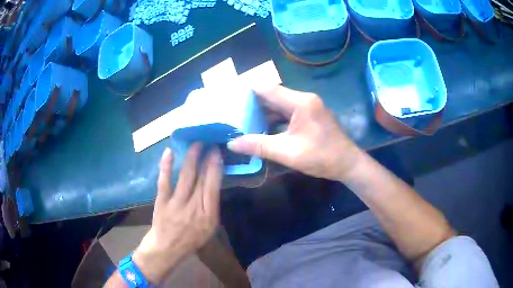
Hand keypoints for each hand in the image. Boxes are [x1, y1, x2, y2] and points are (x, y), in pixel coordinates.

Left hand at [132, 144, 222, 283]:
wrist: (167, 249)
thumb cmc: (190, 239)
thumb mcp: (209, 228)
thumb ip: (212, 206)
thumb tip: (213, 183)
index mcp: (209, 215)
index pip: (213, 186)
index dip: (215, 167)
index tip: (217, 152)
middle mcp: (194, 207)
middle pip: (201, 178)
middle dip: (206, 158)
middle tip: (209, 142)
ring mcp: (177, 204)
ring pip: (186, 176)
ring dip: (191, 157)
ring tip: (196, 143)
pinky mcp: (162, 202)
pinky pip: (164, 181)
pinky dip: (166, 166)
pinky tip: (169, 152)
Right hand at [228, 85, 361, 180]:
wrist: (348, 164)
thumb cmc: (322, 157)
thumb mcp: (288, 153)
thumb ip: (259, 146)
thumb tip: (232, 143)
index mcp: (301, 102)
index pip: (268, 89)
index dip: (247, 91)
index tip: (230, 96)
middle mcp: (304, 99)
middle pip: (273, 95)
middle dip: (252, 103)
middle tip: (232, 110)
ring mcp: (308, 107)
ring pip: (279, 105)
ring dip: (262, 112)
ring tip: (241, 119)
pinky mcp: (309, 116)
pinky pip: (287, 113)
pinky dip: (273, 119)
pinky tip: (260, 127)